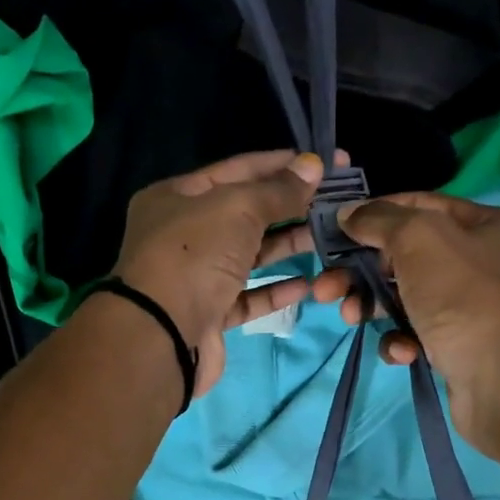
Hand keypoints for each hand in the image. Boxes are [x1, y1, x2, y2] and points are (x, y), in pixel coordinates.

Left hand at [111, 149, 332, 397]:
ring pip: (248, 256)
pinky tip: (308, 284)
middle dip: (289, 207)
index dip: (281, 165)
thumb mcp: (237, 208)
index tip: (325, 163)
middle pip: (245, 213)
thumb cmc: (194, 256)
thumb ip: (277, 190)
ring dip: (287, 246)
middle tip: (336, 203)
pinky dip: (275, 290)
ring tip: (328, 238)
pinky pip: (248, 296)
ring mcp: (195, 277)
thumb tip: (313, 165)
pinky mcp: (209, 315)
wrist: (162, 335)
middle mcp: (182, 234)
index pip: (236, 170)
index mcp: (177, 197)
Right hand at [310, 193, 499, 457]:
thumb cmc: (465, 298)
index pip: (418, 206)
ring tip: (349, 318)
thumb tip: (348, 213)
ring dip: (371, 307)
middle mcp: (480, 261)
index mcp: (483, 225)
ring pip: (404, 298)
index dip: (374, 214)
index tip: (334, 231)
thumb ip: (380, 220)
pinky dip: (401, 341)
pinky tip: (402, 351)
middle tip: (325, 289)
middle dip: (360, 271)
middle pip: (404, 256)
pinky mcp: (456, 347)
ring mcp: (469, 307)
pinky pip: (416, 335)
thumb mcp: (419, 240)